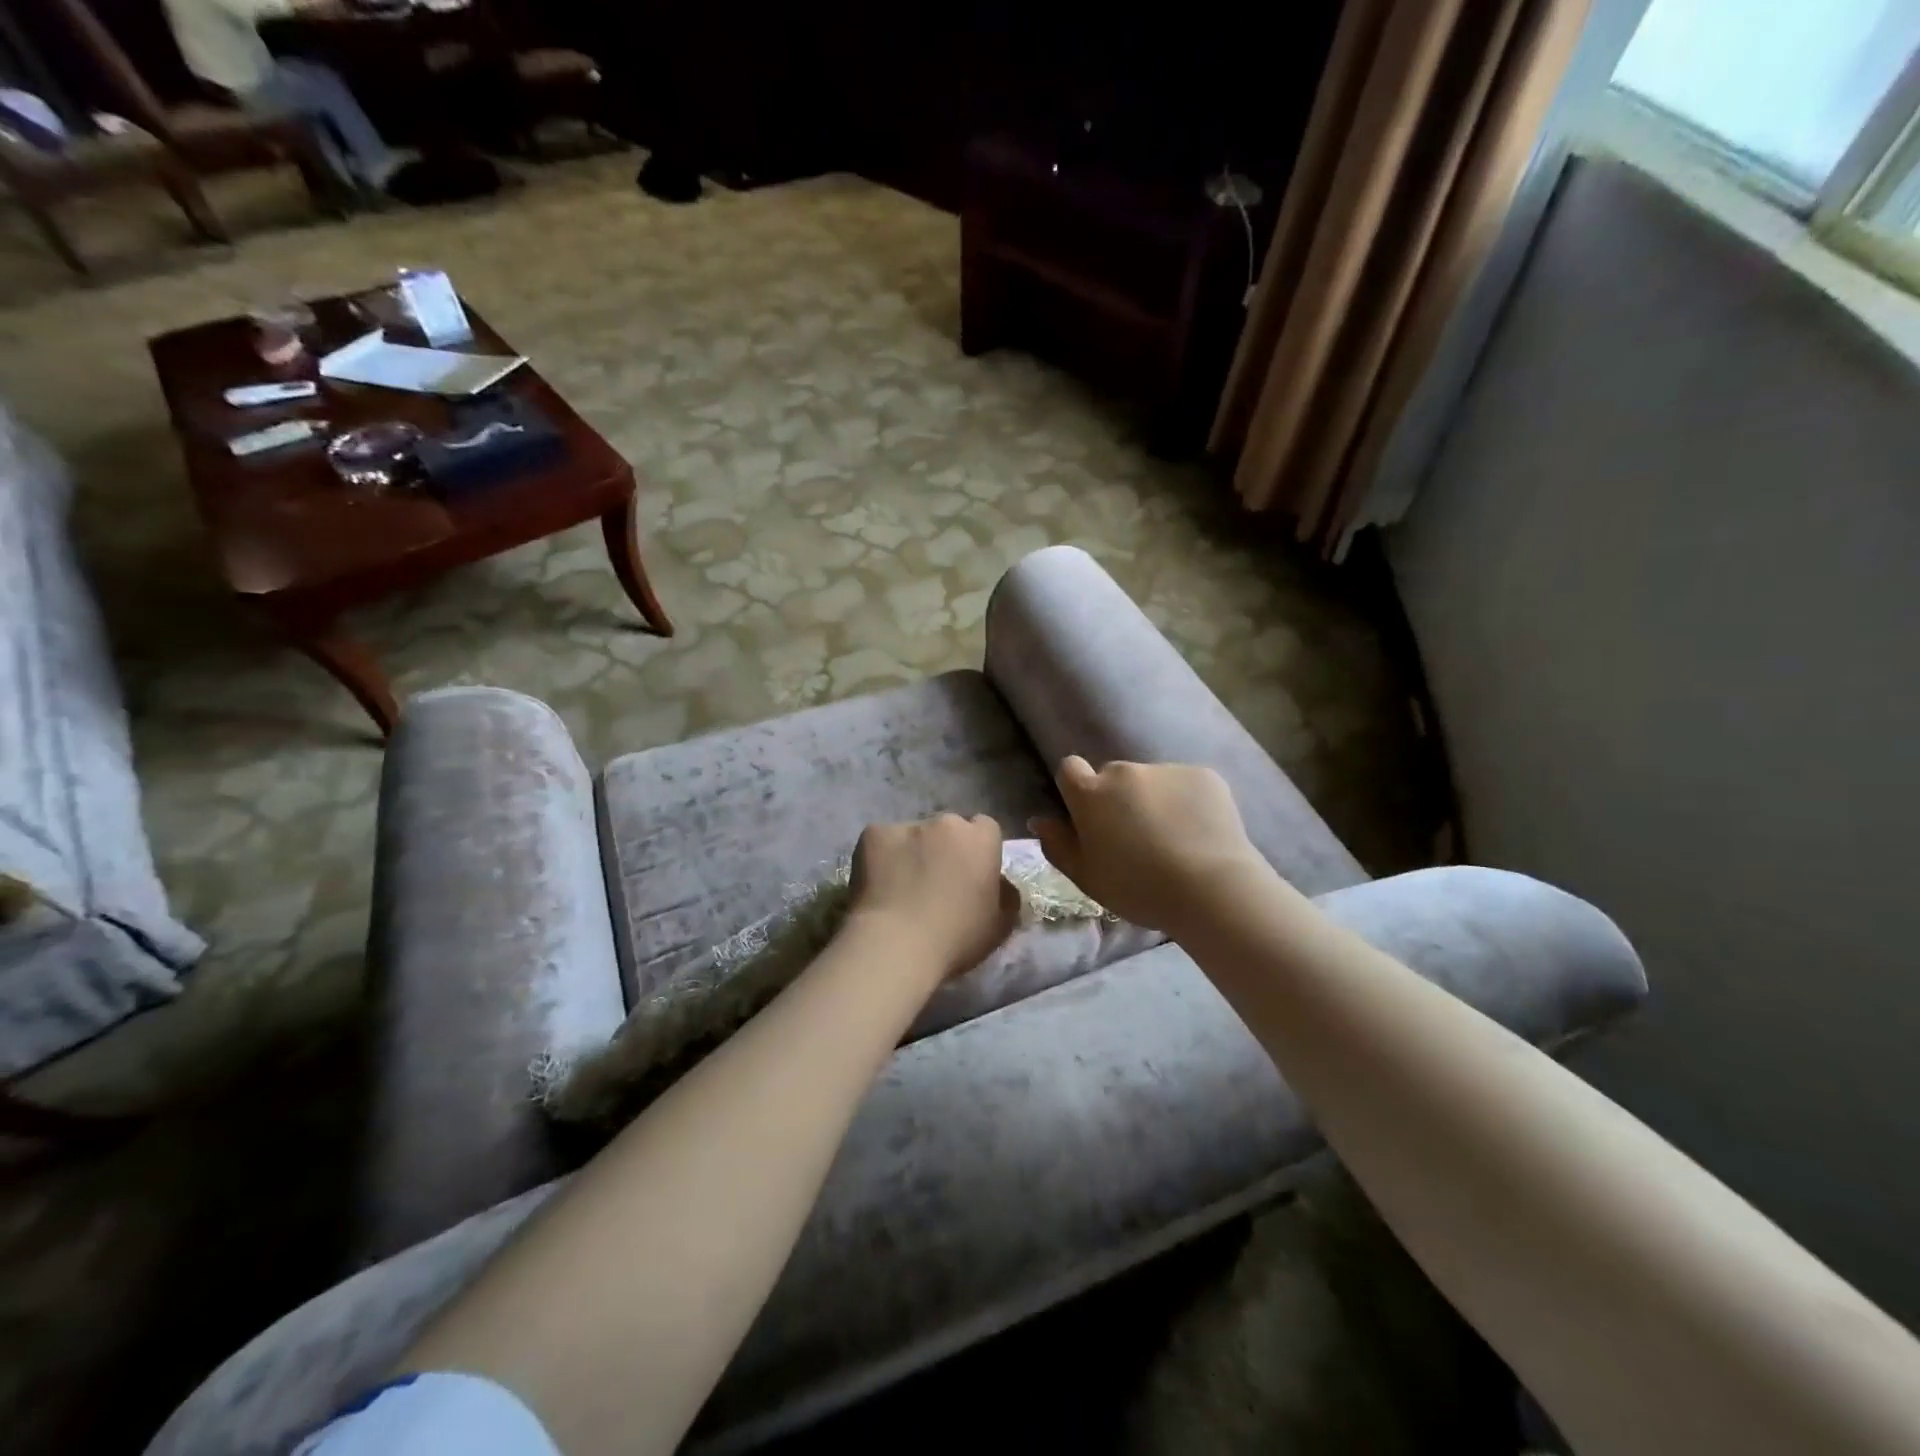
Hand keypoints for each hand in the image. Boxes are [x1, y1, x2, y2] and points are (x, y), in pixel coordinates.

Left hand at [848, 814, 1018, 982]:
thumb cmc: (956, 938)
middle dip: (944, 848)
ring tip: (900, 887)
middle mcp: (947, 823)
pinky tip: (877, 886)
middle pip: (948, 829)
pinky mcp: (873, 834)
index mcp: (982, 840)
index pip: (985, 829)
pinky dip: (880, 858)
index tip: (970, 874)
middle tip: (934, 882)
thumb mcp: (1000, 926)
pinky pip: (881, 842)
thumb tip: (1000, 884)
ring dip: (911, 852)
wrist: (896, 944)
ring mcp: (907, 825)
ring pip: (913, 835)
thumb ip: (1006, 896)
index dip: (978, 850)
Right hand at [1031, 758, 1268, 934]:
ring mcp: (1166, 769)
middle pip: (1113, 777)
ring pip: (1151, 781)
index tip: (1089, 819)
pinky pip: (1185, 784)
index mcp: (1091, 794)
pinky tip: (1199, 833)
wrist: (1212, 889)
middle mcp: (1125, 771)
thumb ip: (1058, 845)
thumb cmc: (1138, 889)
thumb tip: (1040, 821)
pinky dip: (1187, 802)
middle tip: (1135, 838)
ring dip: (1153, 800)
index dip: (1077, 791)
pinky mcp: (1204, 775)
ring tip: (1173, 839)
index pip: (1069, 769)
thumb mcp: (1086, 877)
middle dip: (1118, 799)